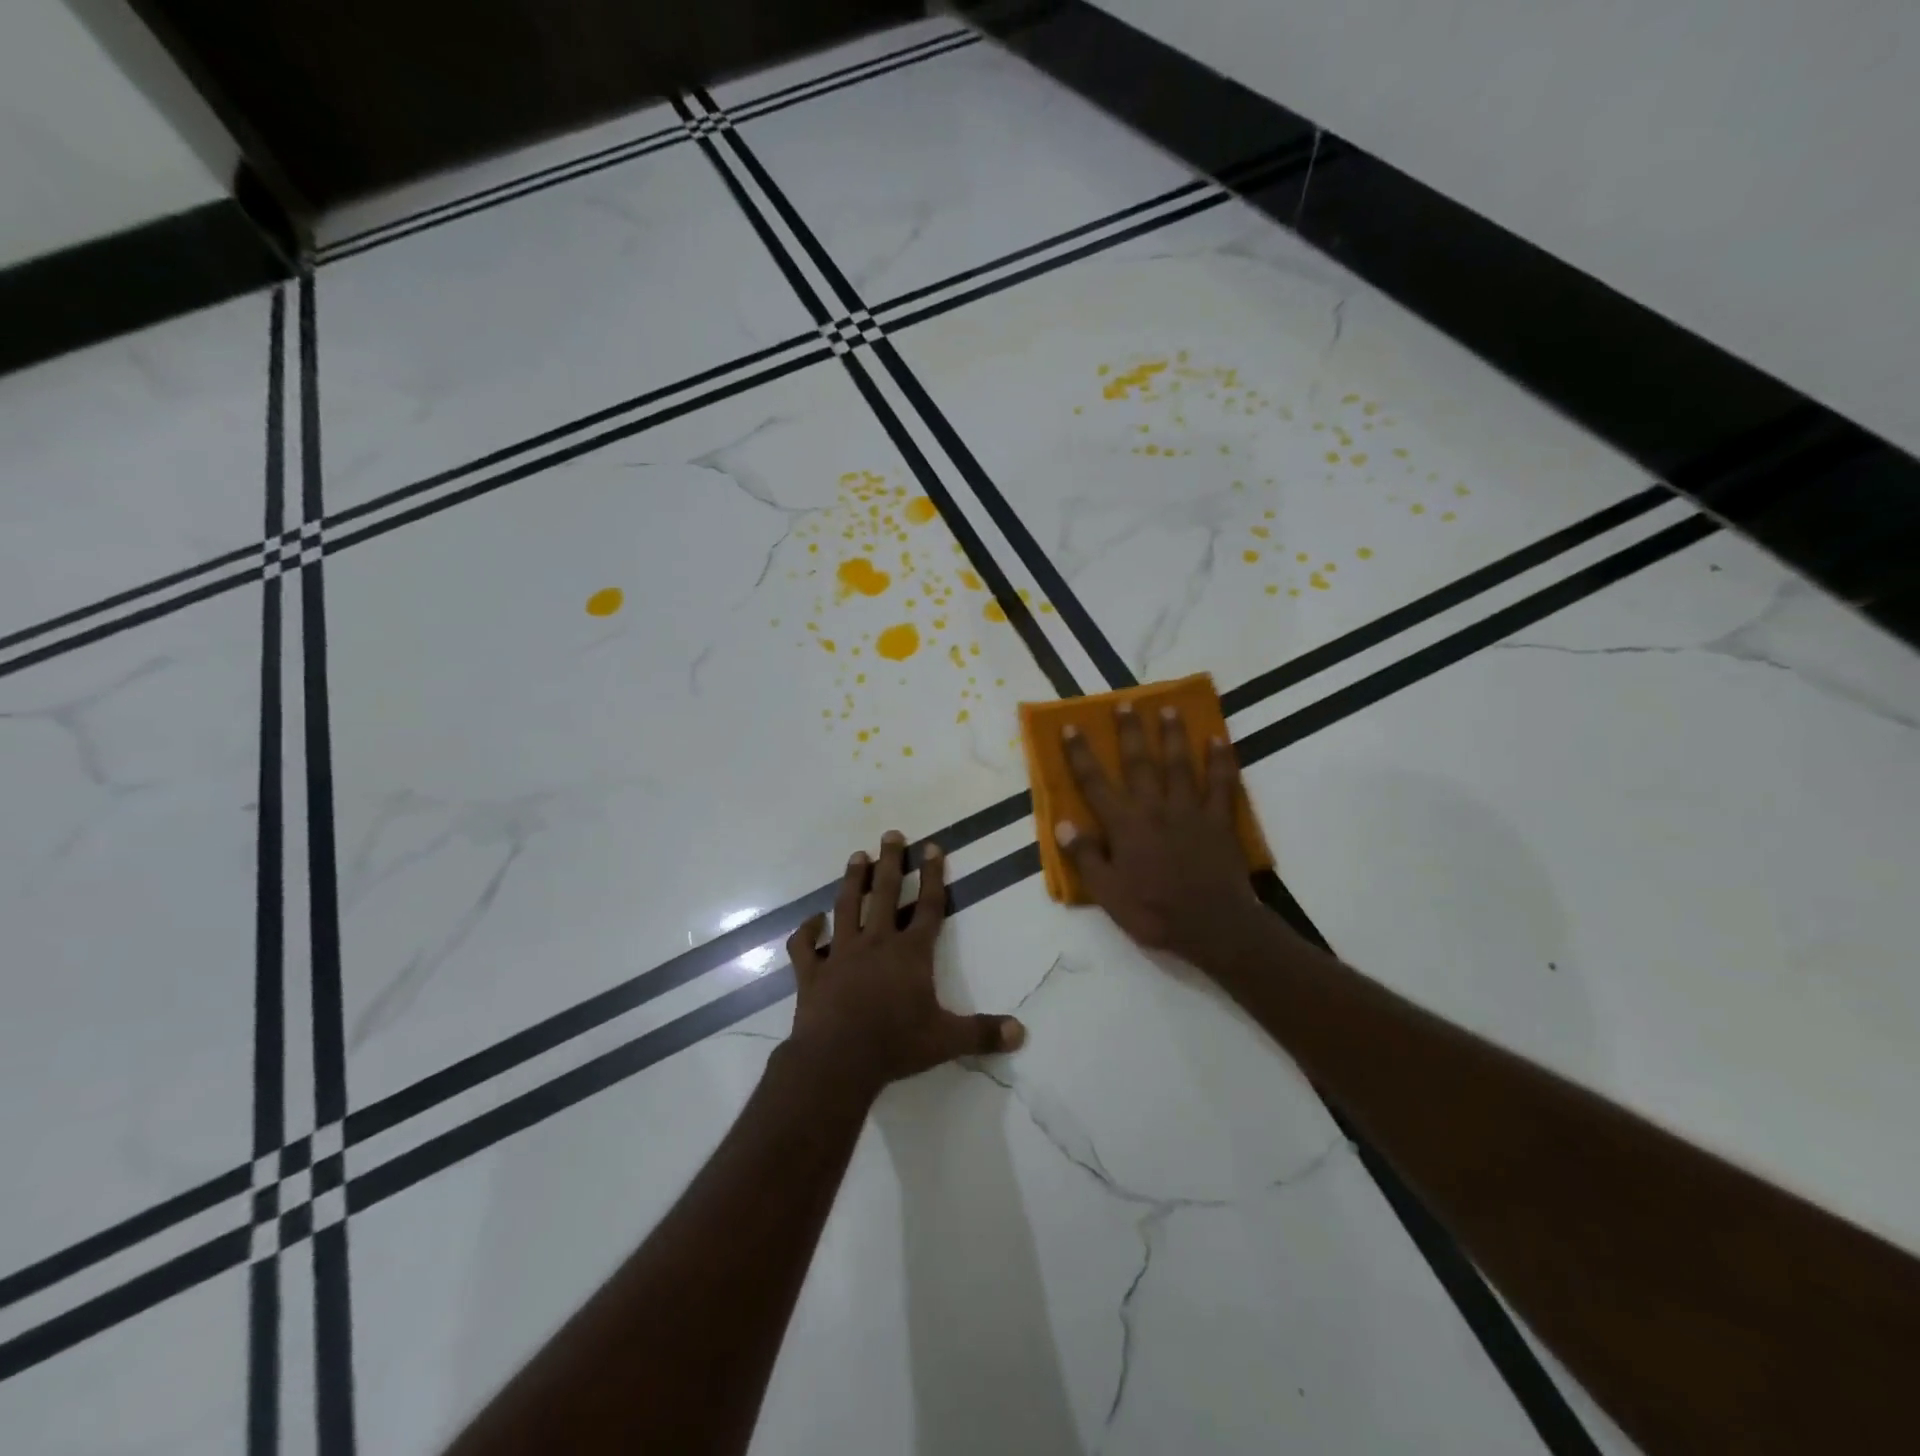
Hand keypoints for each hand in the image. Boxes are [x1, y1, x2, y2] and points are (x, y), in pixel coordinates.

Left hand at [785, 831, 1024, 1096]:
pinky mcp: (812, 972)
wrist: (837, 1060)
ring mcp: (841, 954)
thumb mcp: (946, 1041)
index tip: (932, 846)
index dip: (933, 875)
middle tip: (891, 834)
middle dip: (890, 862)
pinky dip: (806, 931)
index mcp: (911, 954)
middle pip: (885, 894)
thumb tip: (1021, 1033)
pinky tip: (811, 919)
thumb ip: (983, 1033)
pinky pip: (805, 946)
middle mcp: (876, 943)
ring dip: (852, 881)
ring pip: (847, 907)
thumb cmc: (896, 1045)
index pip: (929, 907)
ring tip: (857, 856)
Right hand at [1057, 704, 1263, 963]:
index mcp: (1124, 825)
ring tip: (1168, 709)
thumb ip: (1086, 857)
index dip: (1080, 754)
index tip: (1071, 727)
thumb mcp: (1108, 894)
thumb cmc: (1154, 912)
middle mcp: (1154, 808)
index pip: (1095, 783)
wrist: (1212, 926)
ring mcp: (1190, 811)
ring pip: (1179, 764)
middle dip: (1129, 731)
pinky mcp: (1219, 820)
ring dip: (1172, 735)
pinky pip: (1221, 783)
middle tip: (1125, 703)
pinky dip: (1220, 760)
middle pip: (1139, 762)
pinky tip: (1218, 738)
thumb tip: (1063, 824)